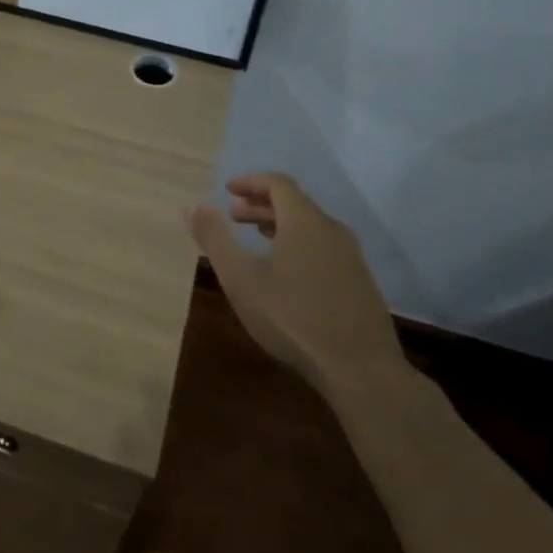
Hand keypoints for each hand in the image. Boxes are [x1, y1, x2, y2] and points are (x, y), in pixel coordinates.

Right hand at [187, 173, 405, 389]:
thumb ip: (215, 239)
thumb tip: (192, 206)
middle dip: (261, 204)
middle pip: (294, 203)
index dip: (250, 182)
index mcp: (304, 221)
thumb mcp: (241, 279)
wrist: (360, 370)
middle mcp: (331, 229)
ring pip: (311, 225)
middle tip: (234, 217)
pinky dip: (299, 243)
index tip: (228, 191)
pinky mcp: (360, 280)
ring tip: (257, 238)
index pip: (277, 183)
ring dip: (280, 224)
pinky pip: (324, 245)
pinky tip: (287, 272)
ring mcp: (351, 256)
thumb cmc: (292, 318)